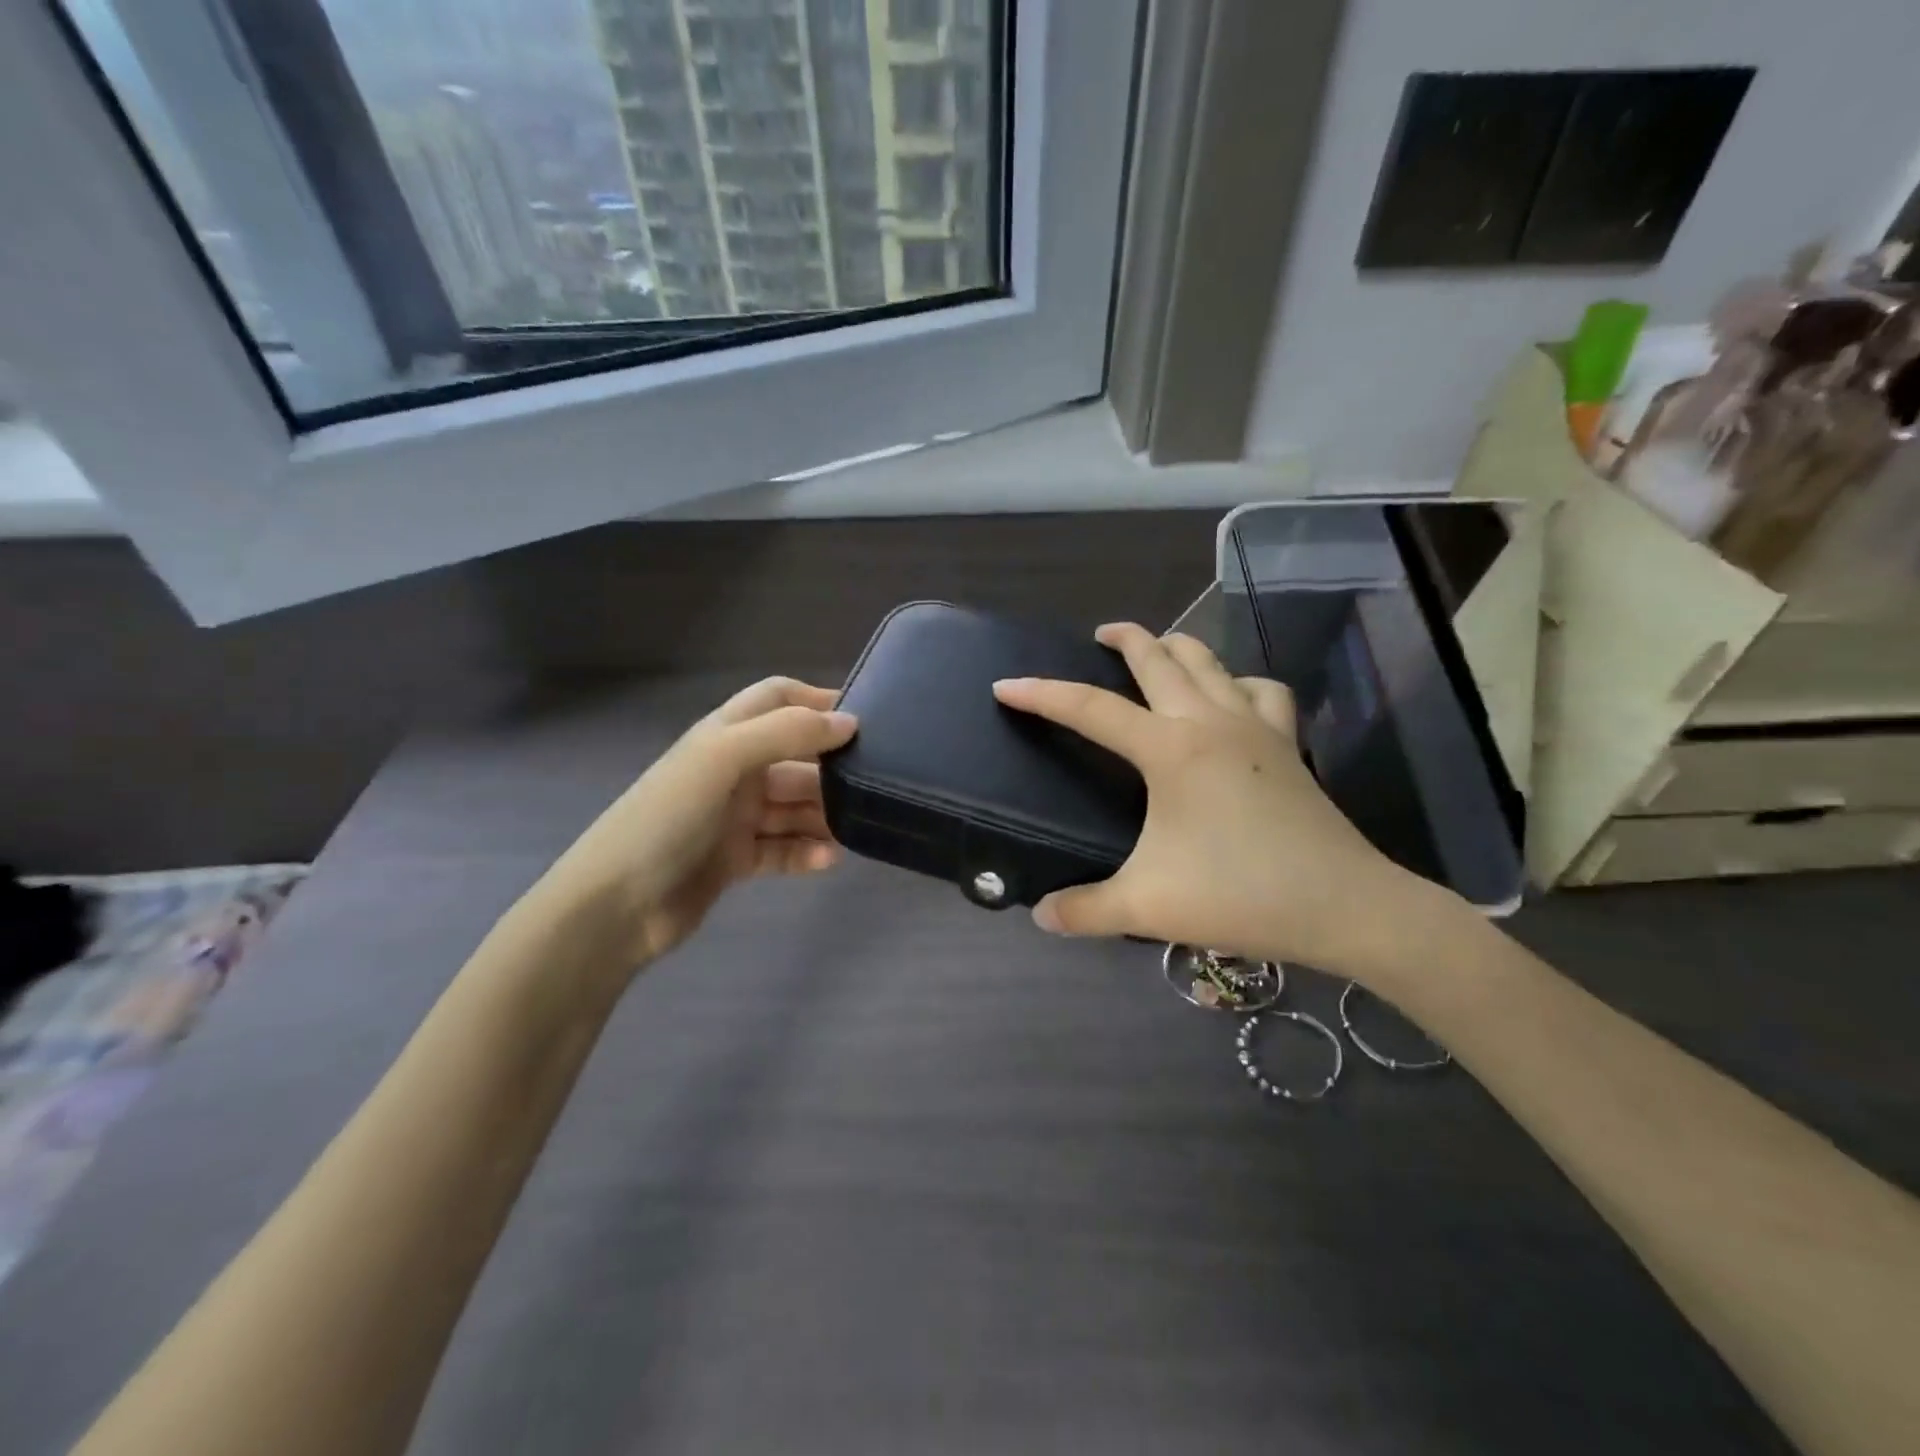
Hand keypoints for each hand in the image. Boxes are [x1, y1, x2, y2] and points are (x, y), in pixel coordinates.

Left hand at [536, 678, 856, 970]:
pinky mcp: (735, 859)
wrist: (616, 905)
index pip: (777, 699)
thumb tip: (849, 722)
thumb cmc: (668, 818)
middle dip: (830, 769)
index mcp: (724, 736)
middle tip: (872, 785)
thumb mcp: (724, 758)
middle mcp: (732, 770)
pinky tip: (826, 860)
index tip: (863, 719)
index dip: (816, 701)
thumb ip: (788, 733)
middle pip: (795, 758)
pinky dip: (805, 852)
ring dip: (823, 815)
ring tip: (855, 828)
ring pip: (793, 807)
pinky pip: (782, 848)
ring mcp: (733, 817)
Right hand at [993, 625, 1458, 982]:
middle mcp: (1210, 721)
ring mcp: (1255, 726)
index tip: (1006, 685)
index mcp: (1170, 748)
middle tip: (1098, 634)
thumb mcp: (1147, 906)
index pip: (1090, 709)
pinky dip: (1237, 680)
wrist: (1344, 907)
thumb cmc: (1240, 895)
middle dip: (1124, 638)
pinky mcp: (1287, 742)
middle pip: (1159, 659)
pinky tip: (1230, 695)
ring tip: (1157, 650)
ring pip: (1210, 662)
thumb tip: (1040, 916)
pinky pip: (1259, 689)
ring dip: (1177, 647)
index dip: (1042, 695)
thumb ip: (1085, 909)